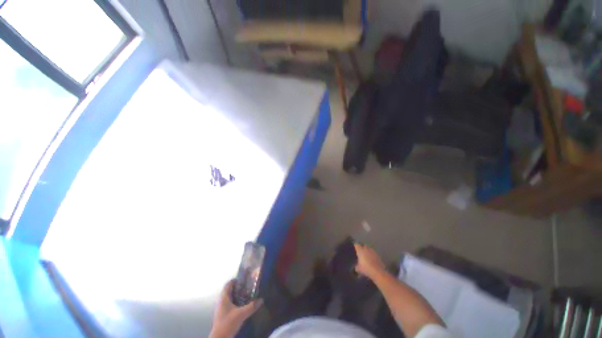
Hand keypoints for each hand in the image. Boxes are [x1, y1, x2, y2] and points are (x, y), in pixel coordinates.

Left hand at [209, 280, 262, 337]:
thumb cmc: (228, 323)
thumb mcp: (241, 314)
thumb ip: (251, 306)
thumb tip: (261, 299)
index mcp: (224, 298)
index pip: (228, 284)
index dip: (235, 280)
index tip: (243, 279)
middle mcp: (222, 302)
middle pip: (229, 291)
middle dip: (238, 288)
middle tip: (247, 286)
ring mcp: (221, 309)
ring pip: (229, 298)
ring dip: (237, 296)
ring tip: (247, 295)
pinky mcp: (223, 315)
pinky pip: (230, 305)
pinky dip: (236, 303)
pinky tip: (242, 306)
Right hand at [354, 243, 385, 279]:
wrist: (378, 272)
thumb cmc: (366, 269)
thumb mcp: (358, 269)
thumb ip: (356, 266)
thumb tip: (356, 266)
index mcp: (360, 250)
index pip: (356, 245)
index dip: (355, 246)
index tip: (354, 249)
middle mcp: (366, 249)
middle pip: (363, 246)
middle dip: (362, 249)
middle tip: (360, 254)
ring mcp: (373, 251)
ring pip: (369, 249)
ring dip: (367, 252)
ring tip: (367, 257)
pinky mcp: (378, 255)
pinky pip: (373, 253)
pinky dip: (372, 255)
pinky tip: (372, 261)